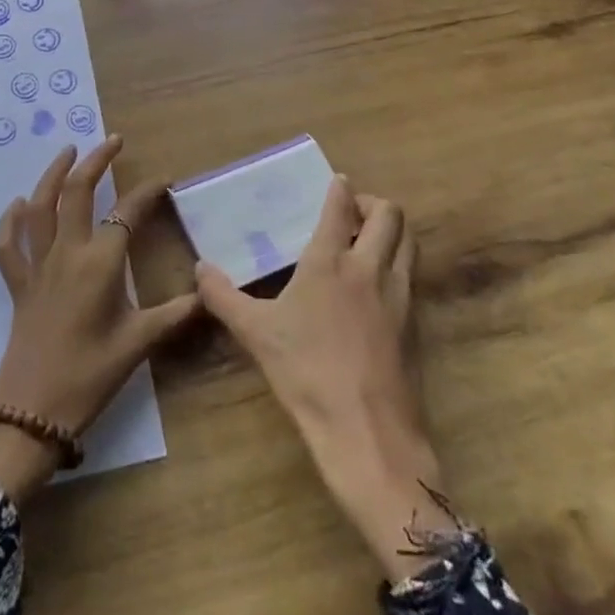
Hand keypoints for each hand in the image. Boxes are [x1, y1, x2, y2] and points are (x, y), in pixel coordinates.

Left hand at [0, 137, 199, 502]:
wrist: (33, 413)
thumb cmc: (91, 376)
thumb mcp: (139, 344)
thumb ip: (175, 314)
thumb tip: (209, 293)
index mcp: (101, 263)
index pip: (127, 213)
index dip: (147, 193)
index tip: (163, 182)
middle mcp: (67, 253)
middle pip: (77, 192)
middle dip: (96, 161)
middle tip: (113, 142)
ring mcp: (37, 266)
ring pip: (39, 207)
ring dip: (52, 174)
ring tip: (67, 152)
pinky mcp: (17, 284)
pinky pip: (7, 245)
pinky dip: (10, 221)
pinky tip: (19, 205)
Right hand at [197, 176, 453, 578]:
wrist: (368, 433)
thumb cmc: (306, 373)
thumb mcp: (255, 333)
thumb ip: (222, 296)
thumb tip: (199, 268)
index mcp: (330, 261)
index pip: (340, 207)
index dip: (339, 189)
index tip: (336, 181)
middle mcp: (370, 268)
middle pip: (390, 215)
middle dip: (373, 204)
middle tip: (352, 213)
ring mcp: (399, 296)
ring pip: (408, 243)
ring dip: (392, 232)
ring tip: (368, 242)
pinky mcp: (415, 325)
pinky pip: (412, 277)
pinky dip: (398, 266)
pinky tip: (377, 288)